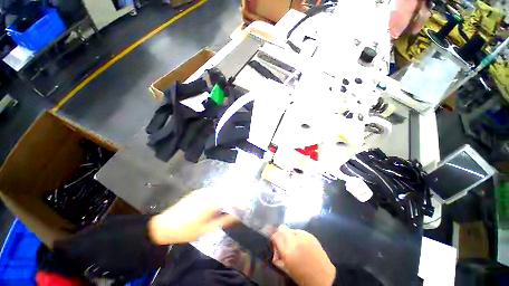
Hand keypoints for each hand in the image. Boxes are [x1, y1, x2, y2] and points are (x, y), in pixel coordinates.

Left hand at [148, 188, 238, 244]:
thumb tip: (237, 217)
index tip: (246, 205)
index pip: (231, 199)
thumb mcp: (207, 229)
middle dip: (234, 196)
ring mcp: (202, 191)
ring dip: (227, 194)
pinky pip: (212, 190)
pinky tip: (218, 200)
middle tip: (240, 203)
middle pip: (226, 191)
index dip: (240, 201)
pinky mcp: (197, 192)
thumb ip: (224, 221)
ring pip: (219, 190)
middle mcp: (208, 193)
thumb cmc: (186, 231)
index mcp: (212, 203)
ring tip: (231, 202)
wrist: (164, 226)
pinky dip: (218, 194)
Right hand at [271, 225, 335, 285]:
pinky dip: (298, 237)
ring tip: (296, 246)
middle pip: (282, 228)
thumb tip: (275, 244)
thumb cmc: (302, 276)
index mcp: (287, 251)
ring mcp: (304, 236)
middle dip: (281, 234)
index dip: (274, 237)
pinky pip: (300, 232)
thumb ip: (277, 254)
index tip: (275, 242)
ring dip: (290, 236)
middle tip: (284, 243)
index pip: (275, 235)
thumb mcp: (285, 267)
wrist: (324, 278)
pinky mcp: (311, 235)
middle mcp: (295, 240)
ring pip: (291, 229)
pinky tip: (303, 246)